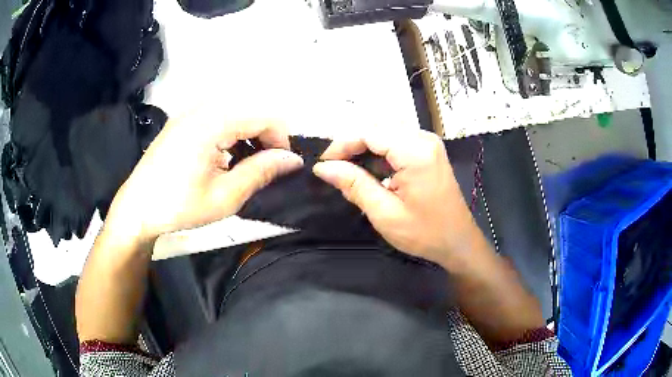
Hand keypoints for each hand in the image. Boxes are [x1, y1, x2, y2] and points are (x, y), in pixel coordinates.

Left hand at [104, 113, 303, 245]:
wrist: (137, 208)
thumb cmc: (179, 206)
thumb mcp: (225, 197)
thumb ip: (261, 172)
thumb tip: (294, 159)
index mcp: (213, 122)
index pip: (264, 116)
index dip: (282, 139)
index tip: (283, 166)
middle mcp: (203, 108)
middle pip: (251, 109)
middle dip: (266, 136)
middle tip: (266, 167)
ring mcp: (190, 112)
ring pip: (235, 111)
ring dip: (249, 134)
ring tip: (246, 164)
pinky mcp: (183, 120)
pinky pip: (218, 116)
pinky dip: (231, 132)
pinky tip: (226, 156)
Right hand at [313, 130, 482, 269]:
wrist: (459, 241)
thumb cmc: (425, 233)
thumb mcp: (385, 213)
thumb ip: (354, 185)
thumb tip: (323, 167)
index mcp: (415, 151)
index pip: (369, 133)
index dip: (342, 145)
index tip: (323, 164)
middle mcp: (423, 138)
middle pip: (377, 129)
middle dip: (352, 145)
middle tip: (333, 168)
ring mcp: (428, 143)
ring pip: (385, 133)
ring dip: (364, 149)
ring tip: (348, 171)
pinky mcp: (429, 151)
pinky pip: (397, 142)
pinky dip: (379, 153)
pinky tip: (370, 171)